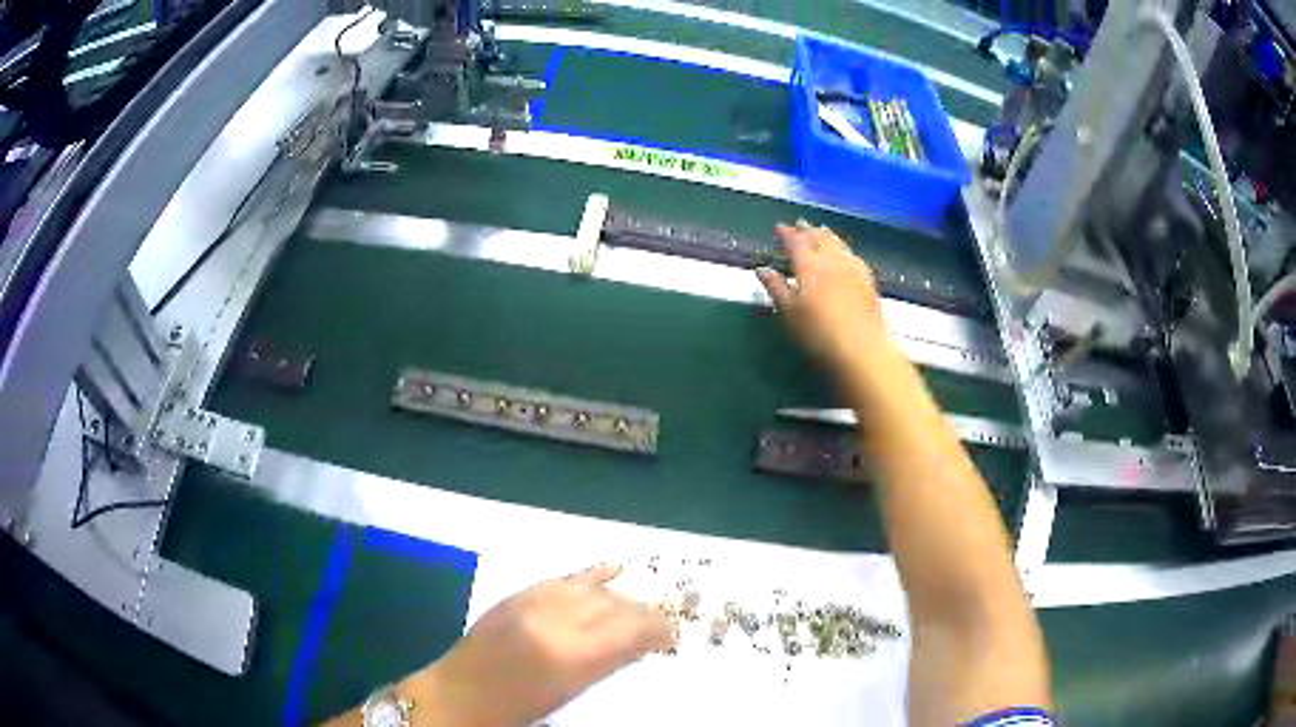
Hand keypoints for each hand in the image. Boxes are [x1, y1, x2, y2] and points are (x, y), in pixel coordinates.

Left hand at [417, 564, 674, 725]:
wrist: (459, 695)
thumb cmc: (518, 709)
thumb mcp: (570, 693)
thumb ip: (607, 664)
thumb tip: (640, 644)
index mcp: (573, 657)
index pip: (630, 630)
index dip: (658, 628)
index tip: (671, 636)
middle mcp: (556, 622)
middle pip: (614, 606)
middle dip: (642, 614)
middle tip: (658, 626)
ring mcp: (533, 604)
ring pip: (591, 590)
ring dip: (619, 597)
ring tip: (635, 609)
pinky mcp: (517, 596)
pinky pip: (560, 579)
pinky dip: (589, 575)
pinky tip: (611, 570)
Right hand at [757, 221, 891, 379]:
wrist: (861, 347)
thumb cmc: (818, 333)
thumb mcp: (789, 313)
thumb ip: (776, 288)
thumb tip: (762, 270)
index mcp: (809, 265)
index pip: (796, 242)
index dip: (787, 233)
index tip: (779, 227)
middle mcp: (832, 261)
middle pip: (820, 238)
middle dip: (808, 229)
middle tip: (801, 224)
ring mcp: (853, 269)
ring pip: (839, 244)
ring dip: (828, 235)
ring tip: (822, 231)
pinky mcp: (867, 281)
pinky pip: (854, 257)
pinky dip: (845, 250)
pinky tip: (846, 254)